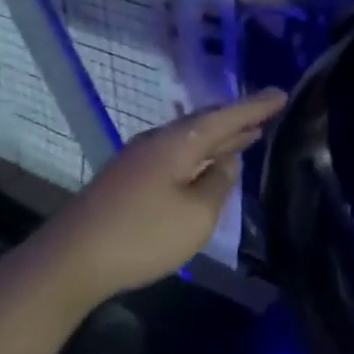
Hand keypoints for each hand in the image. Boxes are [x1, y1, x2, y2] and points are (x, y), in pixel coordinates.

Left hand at [40, 88, 287, 305]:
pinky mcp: (128, 180)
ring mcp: (139, 160)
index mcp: (177, 143)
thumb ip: (218, 184)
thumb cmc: (142, 235)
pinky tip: (206, 165)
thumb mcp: (196, 215)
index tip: (282, 93)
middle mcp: (157, 142)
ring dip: (218, 138)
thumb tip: (226, 161)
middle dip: (236, 119)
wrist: (72, 259)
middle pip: (204, 124)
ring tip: (246, 134)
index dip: (255, 106)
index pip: (225, 117)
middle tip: (266, 112)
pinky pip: (175, 156)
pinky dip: (199, 155)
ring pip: (188, 140)